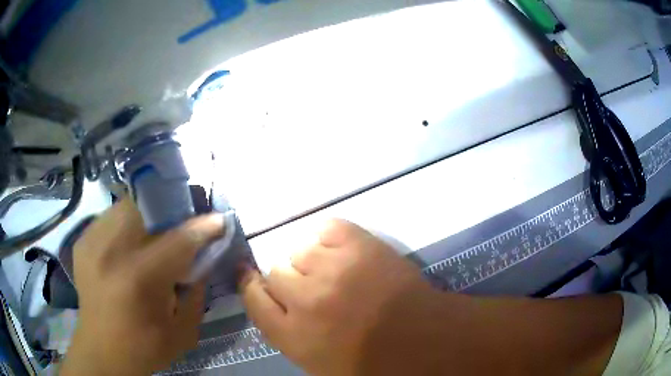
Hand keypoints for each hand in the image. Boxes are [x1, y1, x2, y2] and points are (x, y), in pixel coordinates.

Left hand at [61, 198, 224, 375]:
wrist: (102, 351)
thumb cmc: (144, 347)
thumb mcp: (182, 331)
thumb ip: (196, 292)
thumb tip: (203, 258)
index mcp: (139, 279)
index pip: (178, 240)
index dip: (202, 227)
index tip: (218, 220)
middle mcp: (111, 252)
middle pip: (146, 208)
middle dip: (169, 212)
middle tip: (180, 225)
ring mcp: (92, 242)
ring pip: (126, 206)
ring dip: (145, 216)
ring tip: (153, 233)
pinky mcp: (83, 242)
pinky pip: (109, 217)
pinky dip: (124, 224)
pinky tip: (129, 244)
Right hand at [240, 219, 451, 374]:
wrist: (422, 337)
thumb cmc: (371, 360)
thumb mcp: (317, 362)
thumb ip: (287, 333)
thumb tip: (273, 302)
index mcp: (292, 334)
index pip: (252, 298)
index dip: (251, 285)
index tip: (252, 276)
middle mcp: (304, 299)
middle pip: (275, 271)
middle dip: (291, 280)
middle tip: (314, 287)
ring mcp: (331, 268)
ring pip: (300, 249)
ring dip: (313, 260)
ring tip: (336, 270)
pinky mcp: (357, 243)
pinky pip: (326, 228)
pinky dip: (331, 237)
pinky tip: (344, 249)